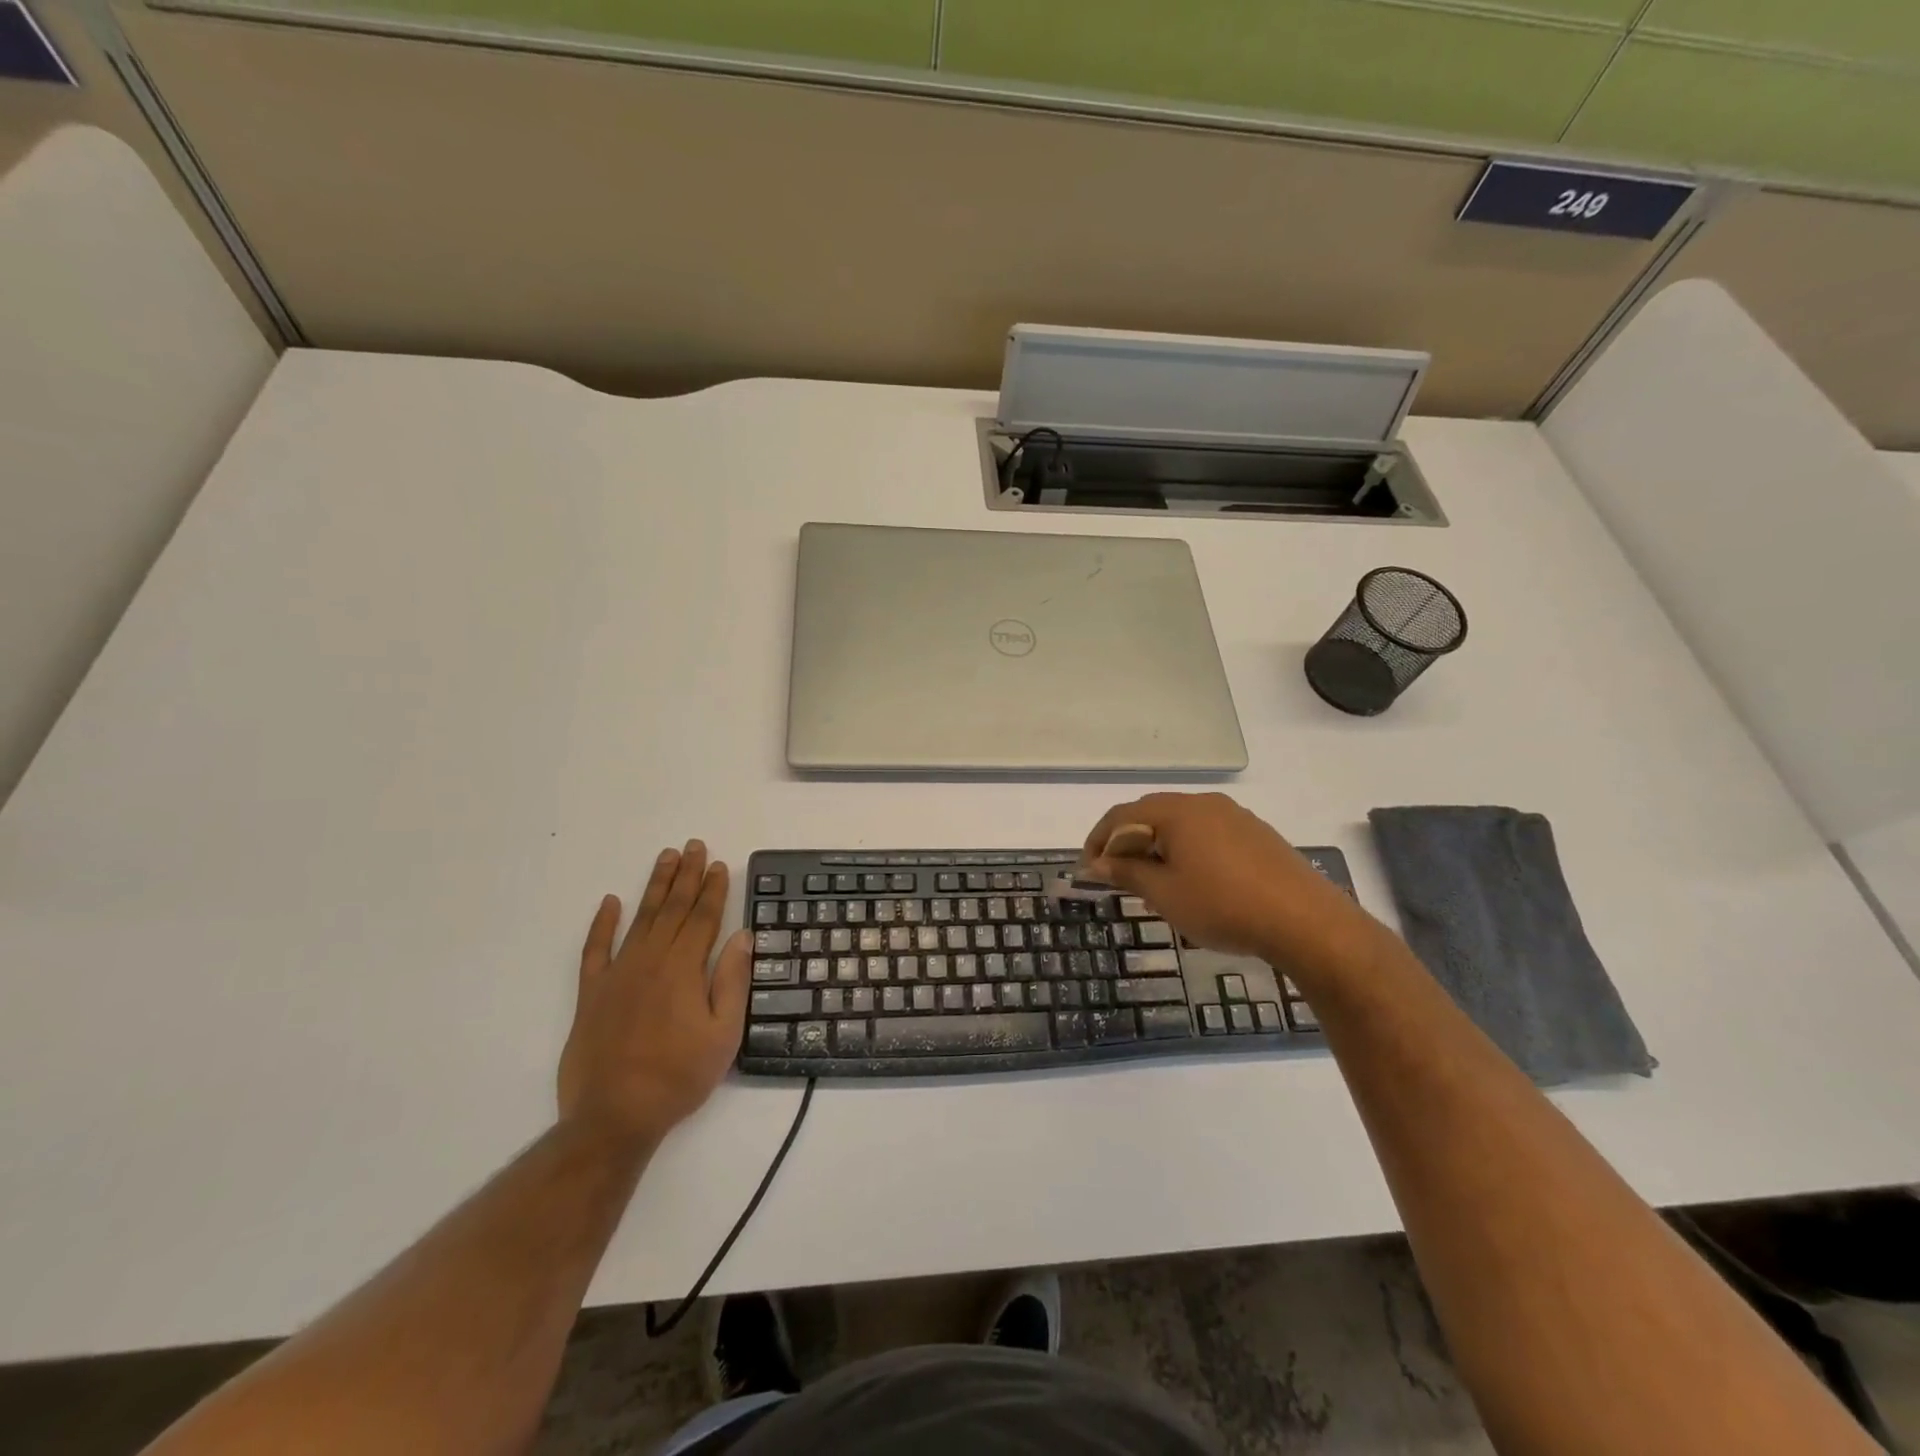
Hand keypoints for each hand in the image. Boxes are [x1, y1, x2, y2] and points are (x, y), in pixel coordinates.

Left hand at [558, 841, 748, 1147]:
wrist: (613, 1116)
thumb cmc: (678, 1077)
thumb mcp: (723, 1034)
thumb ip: (732, 981)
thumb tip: (741, 936)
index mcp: (684, 969)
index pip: (704, 918)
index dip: (714, 889)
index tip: (719, 864)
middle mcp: (651, 961)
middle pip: (674, 909)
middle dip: (687, 876)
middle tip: (694, 846)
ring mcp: (618, 974)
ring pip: (641, 919)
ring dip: (655, 887)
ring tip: (666, 859)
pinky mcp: (591, 993)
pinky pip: (595, 949)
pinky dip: (602, 924)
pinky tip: (610, 901)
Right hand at [1083, 793, 1374, 967]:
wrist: (1306, 921)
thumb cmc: (1223, 905)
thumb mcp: (1164, 893)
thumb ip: (1127, 871)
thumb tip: (1098, 861)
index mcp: (1176, 811)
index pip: (1122, 815)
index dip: (1098, 839)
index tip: (1088, 869)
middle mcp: (1204, 803)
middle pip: (1151, 813)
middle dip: (1128, 841)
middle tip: (1116, 874)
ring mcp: (1234, 816)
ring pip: (1181, 824)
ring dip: (1158, 846)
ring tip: (1152, 882)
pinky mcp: (1257, 834)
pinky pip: (1208, 833)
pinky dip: (1187, 850)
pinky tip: (1193, 881)